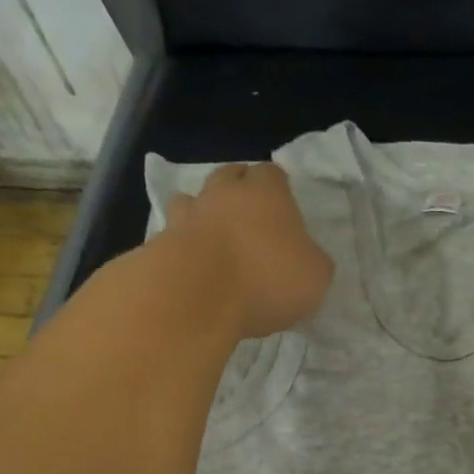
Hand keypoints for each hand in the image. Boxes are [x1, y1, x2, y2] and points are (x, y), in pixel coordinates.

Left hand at [164, 162, 333, 337]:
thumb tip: (305, 259)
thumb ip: (312, 260)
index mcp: (266, 193)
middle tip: (250, 219)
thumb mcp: (315, 277)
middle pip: (229, 177)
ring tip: (213, 240)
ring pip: (192, 201)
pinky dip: (181, 247)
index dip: (278, 188)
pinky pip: (172, 237)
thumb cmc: (267, 279)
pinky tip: (191, 269)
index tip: (284, 208)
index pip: (272, 174)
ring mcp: (186, 216)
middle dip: (238, 191)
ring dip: (202, 214)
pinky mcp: (159, 243)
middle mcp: (223, 194)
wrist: (197, 299)